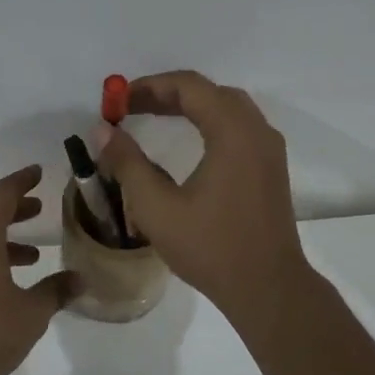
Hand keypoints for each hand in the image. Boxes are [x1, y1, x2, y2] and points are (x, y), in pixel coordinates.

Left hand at [0, 165, 75, 374]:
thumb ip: (55, 291)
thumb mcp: (31, 312)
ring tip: (34, 254)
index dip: (22, 181)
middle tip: (39, 208)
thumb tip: (79, 279)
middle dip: (15, 209)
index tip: (38, 172)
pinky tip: (10, 285)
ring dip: (5, 240)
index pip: (2, 195)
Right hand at [97, 71, 311, 322]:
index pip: (190, 87)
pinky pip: (239, 127)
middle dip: (168, 93)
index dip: (150, 86)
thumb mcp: (157, 208)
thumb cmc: (211, 248)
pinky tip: (188, 141)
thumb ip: (127, 163)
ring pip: (228, 108)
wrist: (268, 288)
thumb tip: (103, 131)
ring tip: (154, 118)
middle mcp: (257, 131)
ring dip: (191, 106)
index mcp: (233, 133)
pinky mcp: (271, 168)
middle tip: (131, 107)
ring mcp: (269, 150)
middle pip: (210, 92)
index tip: (118, 100)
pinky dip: (210, 122)